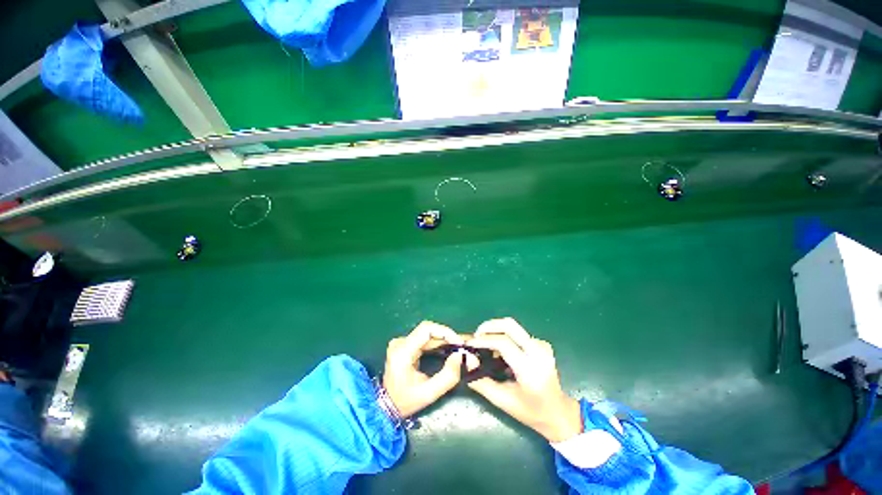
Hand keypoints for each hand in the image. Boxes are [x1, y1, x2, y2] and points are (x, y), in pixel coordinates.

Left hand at [383, 321, 465, 417]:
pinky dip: (436, 342)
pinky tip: (446, 349)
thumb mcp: (429, 393)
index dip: (445, 332)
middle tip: (461, 347)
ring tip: (456, 348)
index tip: (458, 343)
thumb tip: (460, 356)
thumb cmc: (406, 401)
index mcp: (402, 351)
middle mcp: (400, 342)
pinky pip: (424, 338)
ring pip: (427, 333)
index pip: (426, 329)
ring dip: (443, 339)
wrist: (386, 406)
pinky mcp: (403, 344)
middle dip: (447, 336)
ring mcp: (400, 342)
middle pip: (428, 330)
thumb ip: (448, 376)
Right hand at [466, 318, 581, 442]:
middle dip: (489, 326)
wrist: (558, 412)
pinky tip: (500, 351)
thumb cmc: (530, 411)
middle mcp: (538, 351)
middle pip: (509, 325)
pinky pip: (518, 333)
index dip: (483, 340)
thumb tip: (467, 360)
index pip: (503, 343)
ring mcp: (542, 345)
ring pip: (513, 327)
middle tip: (476, 336)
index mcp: (530, 368)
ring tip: (485, 345)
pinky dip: (505, 336)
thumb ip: (481, 381)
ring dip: (496, 331)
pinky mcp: (541, 343)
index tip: (469, 343)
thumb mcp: (502, 400)